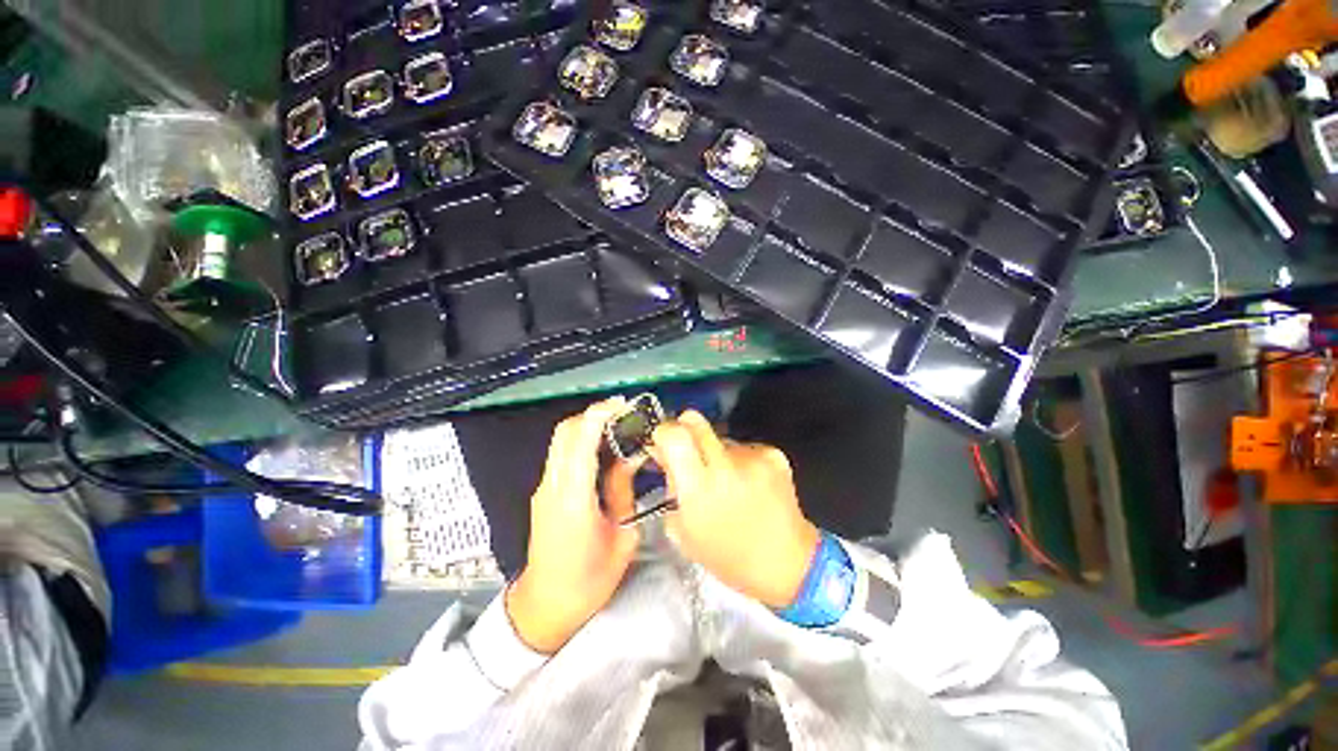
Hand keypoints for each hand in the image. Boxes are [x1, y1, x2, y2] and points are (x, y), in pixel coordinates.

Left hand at [506, 398, 642, 653]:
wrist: (545, 607)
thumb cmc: (589, 580)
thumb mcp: (621, 536)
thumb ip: (623, 491)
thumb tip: (630, 458)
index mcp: (573, 498)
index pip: (580, 441)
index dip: (599, 415)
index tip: (621, 404)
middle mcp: (552, 486)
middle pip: (564, 432)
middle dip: (592, 415)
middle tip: (622, 414)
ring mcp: (543, 488)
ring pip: (560, 441)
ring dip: (586, 427)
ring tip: (617, 429)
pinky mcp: (543, 493)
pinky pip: (561, 455)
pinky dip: (580, 442)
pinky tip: (603, 451)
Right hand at [650, 411, 819, 608]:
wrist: (786, 563)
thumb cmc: (726, 556)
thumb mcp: (683, 530)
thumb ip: (671, 486)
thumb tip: (665, 455)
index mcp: (699, 487)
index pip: (675, 434)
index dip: (664, 432)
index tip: (663, 442)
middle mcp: (725, 465)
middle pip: (695, 420)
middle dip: (684, 429)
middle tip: (687, 450)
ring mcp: (752, 457)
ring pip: (720, 437)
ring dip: (715, 452)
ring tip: (728, 482)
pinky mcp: (773, 455)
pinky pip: (744, 447)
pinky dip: (740, 460)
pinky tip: (749, 484)